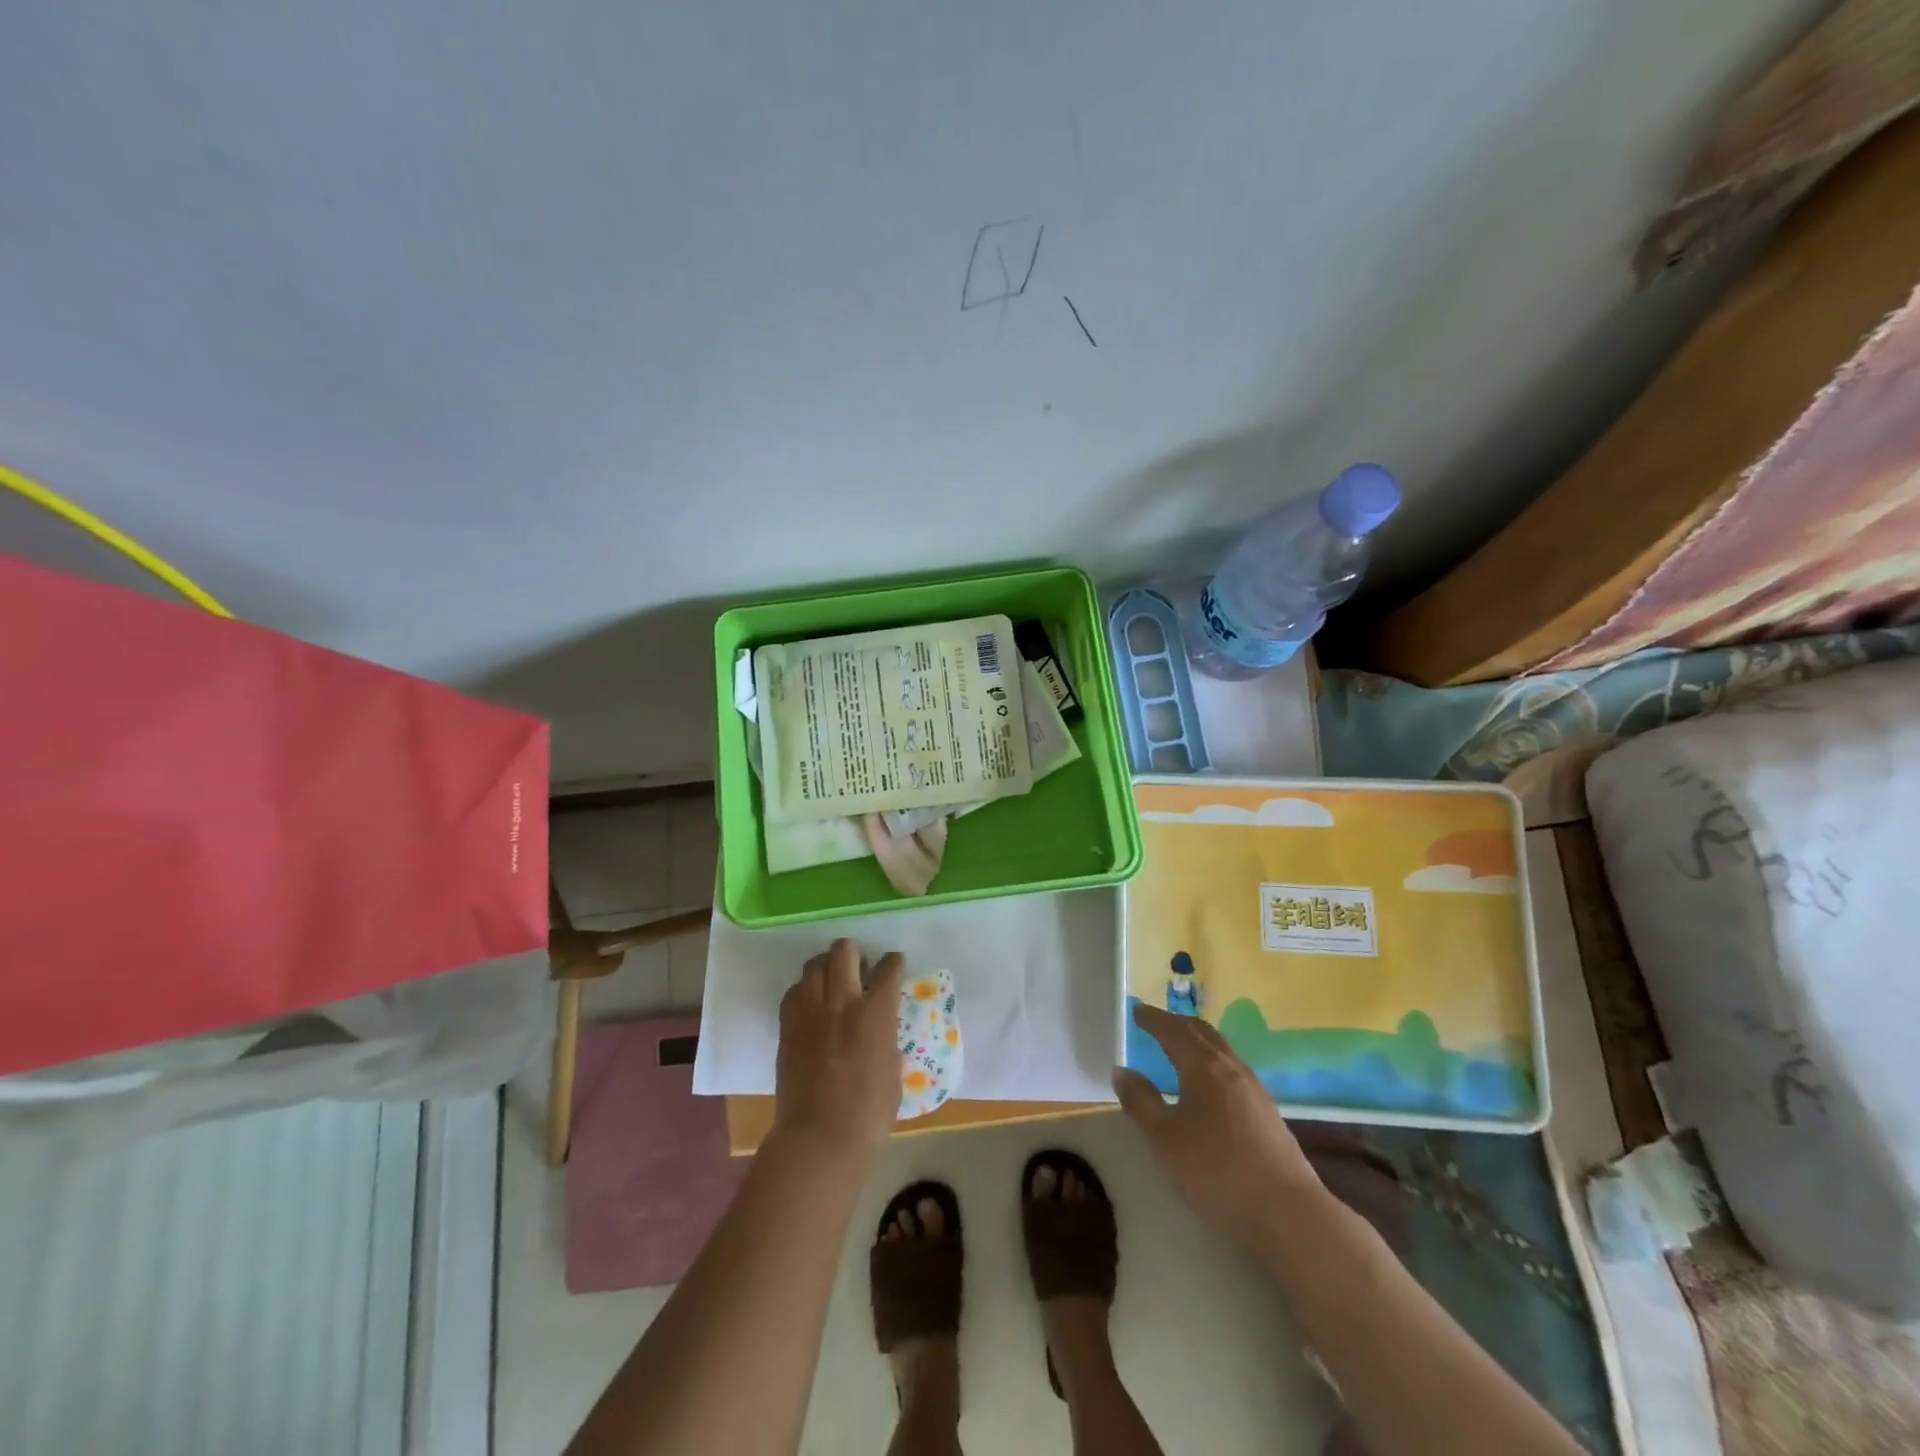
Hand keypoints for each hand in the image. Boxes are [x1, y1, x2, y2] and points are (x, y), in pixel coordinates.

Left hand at [772, 939, 904, 1165]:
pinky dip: (804, 990)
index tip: (894, 964)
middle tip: (859, 968)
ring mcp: (810, 1012)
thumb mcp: (893, 1071)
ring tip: (832, 981)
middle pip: (844, 951)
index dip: (893, 962)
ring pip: (814, 964)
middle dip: (855, 952)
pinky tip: (811, 1004)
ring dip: (827, 967)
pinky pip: (793, 991)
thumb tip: (881, 1032)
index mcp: (876, 1013)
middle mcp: (842, 1001)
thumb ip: (887, 1041)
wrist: (820, 1137)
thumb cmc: (869, 1113)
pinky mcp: (788, 1026)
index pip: (888, 968)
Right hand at [1113, 1004, 1324, 1252]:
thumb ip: (1141, 1102)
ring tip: (1182, 1049)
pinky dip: (1214, 1064)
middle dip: (1178, 1024)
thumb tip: (1122, 1071)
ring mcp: (1256, 1091)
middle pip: (1203, 1034)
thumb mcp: (1165, 1138)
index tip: (1137, 1011)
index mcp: (1204, 1067)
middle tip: (1158, 1022)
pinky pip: (1234, 1072)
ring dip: (1199, 1042)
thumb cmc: (1217, 1170)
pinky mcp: (1269, 1115)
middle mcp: (1232, 1069)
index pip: (1174, 1031)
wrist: (1289, 1215)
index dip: (1154, 1020)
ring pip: (1223, 1051)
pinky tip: (1212, 1086)